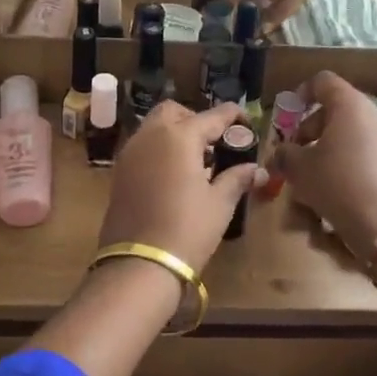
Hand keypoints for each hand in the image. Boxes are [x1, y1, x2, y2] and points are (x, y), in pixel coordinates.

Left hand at [99, 102, 263, 275]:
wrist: (139, 263)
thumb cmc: (188, 229)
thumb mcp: (219, 204)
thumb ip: (237, 179)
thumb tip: (257, 170)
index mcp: (180, 136)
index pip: (211, 116)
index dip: (232, 116)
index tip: (245, 122)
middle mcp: (151, 135)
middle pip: (174, 112)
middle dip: (195, 119)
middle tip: (214, 143)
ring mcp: (130, 153)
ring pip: (153, 127)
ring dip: (174, 133)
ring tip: (196, 161)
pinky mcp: (119, 172)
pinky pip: (142, 147)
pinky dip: (159, 149)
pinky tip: (174, 175)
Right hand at [268, 72, 376, 260]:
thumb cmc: (337, 184)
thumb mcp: (299, 168)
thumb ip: (285, 154)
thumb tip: (281, 153)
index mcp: (350, 105)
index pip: (323, 81)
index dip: (301, 93)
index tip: (288, 114)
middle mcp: (374, 114)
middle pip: (337, 107)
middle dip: (311, 126)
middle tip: (296, 150)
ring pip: (351, 130)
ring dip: (328, 144)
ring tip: (312, 171)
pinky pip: (364, 148)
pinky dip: (346, 157)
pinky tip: (335, 184)